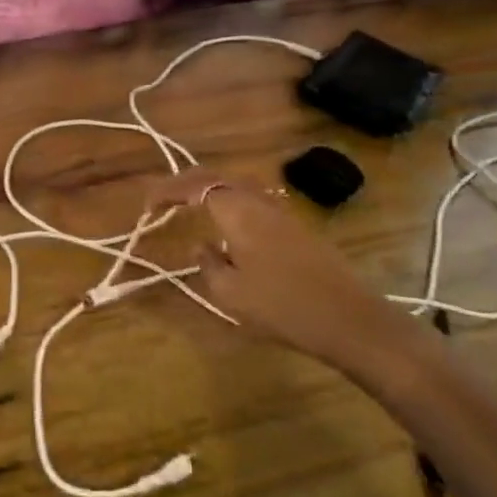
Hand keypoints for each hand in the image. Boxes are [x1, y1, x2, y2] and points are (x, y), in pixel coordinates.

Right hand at [149, 169, 434, 389]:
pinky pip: (254, 200)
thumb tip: (201, 245)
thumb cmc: (282, 307)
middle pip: (218, 177)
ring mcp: (282, 212)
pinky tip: (228, 224)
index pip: (196, 187)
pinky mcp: (297, 227)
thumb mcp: (231, 294)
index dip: (168, 190)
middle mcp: (259, 202)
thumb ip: (208, 264)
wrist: (349, 319)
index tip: (147, 203)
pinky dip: (231, 202)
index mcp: (238, 212)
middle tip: (164, 197)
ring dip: (211, 190)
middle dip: (187, 183)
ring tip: (191, 205)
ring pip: (239, 186)